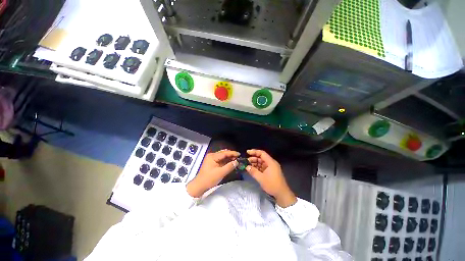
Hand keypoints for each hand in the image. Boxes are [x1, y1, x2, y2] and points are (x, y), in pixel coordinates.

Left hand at [186, 149, 239, 197]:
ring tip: (236, 160)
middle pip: (223, 153)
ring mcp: (211, 159)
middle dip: (231, 155)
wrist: (199, 186)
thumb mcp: (221, 173)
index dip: (232, 153)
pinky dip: (226, 161)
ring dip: (229, 158)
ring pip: (222, 157)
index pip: (224, 153)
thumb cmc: (209, 179)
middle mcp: (212, 156)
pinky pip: (220, 160)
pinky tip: (230, 163)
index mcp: (213, 156)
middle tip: (238, 157)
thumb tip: (237, 162)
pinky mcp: (212, 163)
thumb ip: (229, 166)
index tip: (239, 154)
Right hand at [246, 149, 296, 207]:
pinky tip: (252, 170)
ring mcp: (271, 168)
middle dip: (254, 158)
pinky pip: (263, 167)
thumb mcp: (261, 178)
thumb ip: (253, 171)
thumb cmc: (272, 185)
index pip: (262, 153)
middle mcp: (271, 163)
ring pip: (262, 162)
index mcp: (271, 162)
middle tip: (246, 161)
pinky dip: (258, 167)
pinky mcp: (271, 172)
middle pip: (261, 158)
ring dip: (255, 163)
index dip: (254, 152)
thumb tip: (247, 167)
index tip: (247, 152)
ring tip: (248, 166)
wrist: (282, 194)